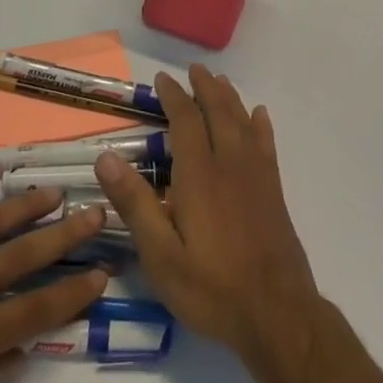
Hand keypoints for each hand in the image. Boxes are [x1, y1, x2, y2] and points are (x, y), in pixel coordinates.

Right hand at [95, 66, 321, 369]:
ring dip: (229, 98)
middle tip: (194, 69)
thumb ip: (135, 204)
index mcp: (199, 174)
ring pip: (242, 121)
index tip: (162, 79)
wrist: (277, 313)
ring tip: (220, 81)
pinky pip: (266, 144)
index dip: (173, 96)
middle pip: (218, 111)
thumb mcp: (161, 255)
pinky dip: (260, 124)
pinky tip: (259, 115)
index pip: (185, 120)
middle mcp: (230, 163)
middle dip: (204, 87)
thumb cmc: (211, 287)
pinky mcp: (274, 190)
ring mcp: (256, 175)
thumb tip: (105, 157)